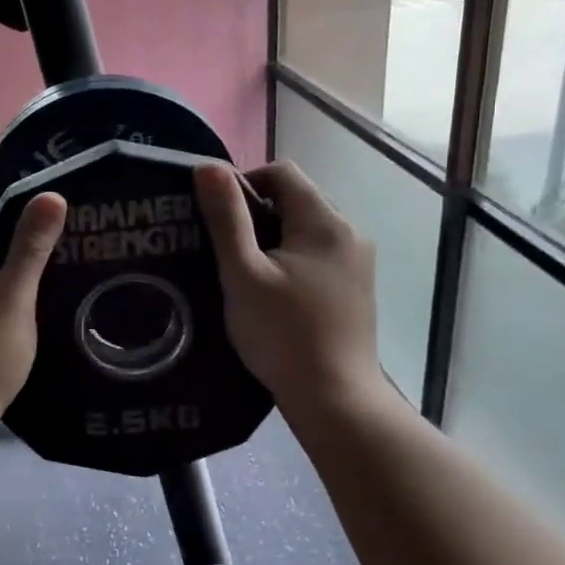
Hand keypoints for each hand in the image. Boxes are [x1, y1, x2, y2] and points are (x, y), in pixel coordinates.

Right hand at [192, 160, 385, 417]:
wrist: (334, 398)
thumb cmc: (282, 334)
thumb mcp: (242, 273)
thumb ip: (226, 218)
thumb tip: (208, 166)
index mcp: (324, 222)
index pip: (281, 172)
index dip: (243, 183)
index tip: (216, 218)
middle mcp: (349, 232)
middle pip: (296, 198)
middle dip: (256, 213)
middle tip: (223, 248)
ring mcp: (357, 261)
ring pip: (305, 228)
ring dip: (271, 237)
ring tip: (243, 271)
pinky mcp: (355, 287)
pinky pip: (317, 253)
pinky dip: (290, 258)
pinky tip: (271, 291)